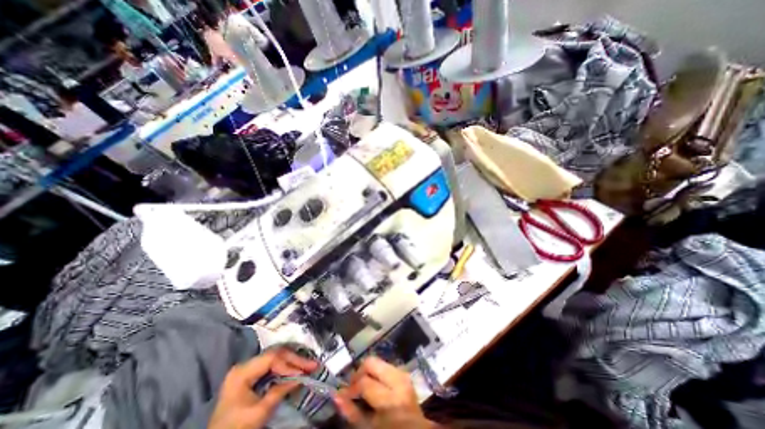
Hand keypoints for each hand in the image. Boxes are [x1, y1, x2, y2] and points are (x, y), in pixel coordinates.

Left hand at [208, 348, 318, 428]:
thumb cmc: (236, 427)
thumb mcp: (259, 412)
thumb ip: (280, 391)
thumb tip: (301, 378)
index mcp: (242, 371)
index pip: (272, 358)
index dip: (289, 364)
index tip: (304, 373)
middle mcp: (246, 365)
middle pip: (276, 355)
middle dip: (295, 360)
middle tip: (312, 365)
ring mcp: (249, 369)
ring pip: (277, 358)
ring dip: (293, 362)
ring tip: (308, 366)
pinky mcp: (252, 375)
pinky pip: (273, 366)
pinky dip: (286, 368)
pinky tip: (297, 370)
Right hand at [335, 358, 435, 428]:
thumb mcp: (368, 427)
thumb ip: (352, 412)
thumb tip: (336, 394)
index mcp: (390, 398)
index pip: (365, 381)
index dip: (351, 387)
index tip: (344, 394)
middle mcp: (398, 381)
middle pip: (371, 362)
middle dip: (359, 372)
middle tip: (353, 385)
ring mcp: (403, 374)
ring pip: (378, 361)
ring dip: (367, 371)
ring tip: (362, 385)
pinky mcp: (404, 372)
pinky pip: (385, 365)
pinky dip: (376, 372)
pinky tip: (374, 383)